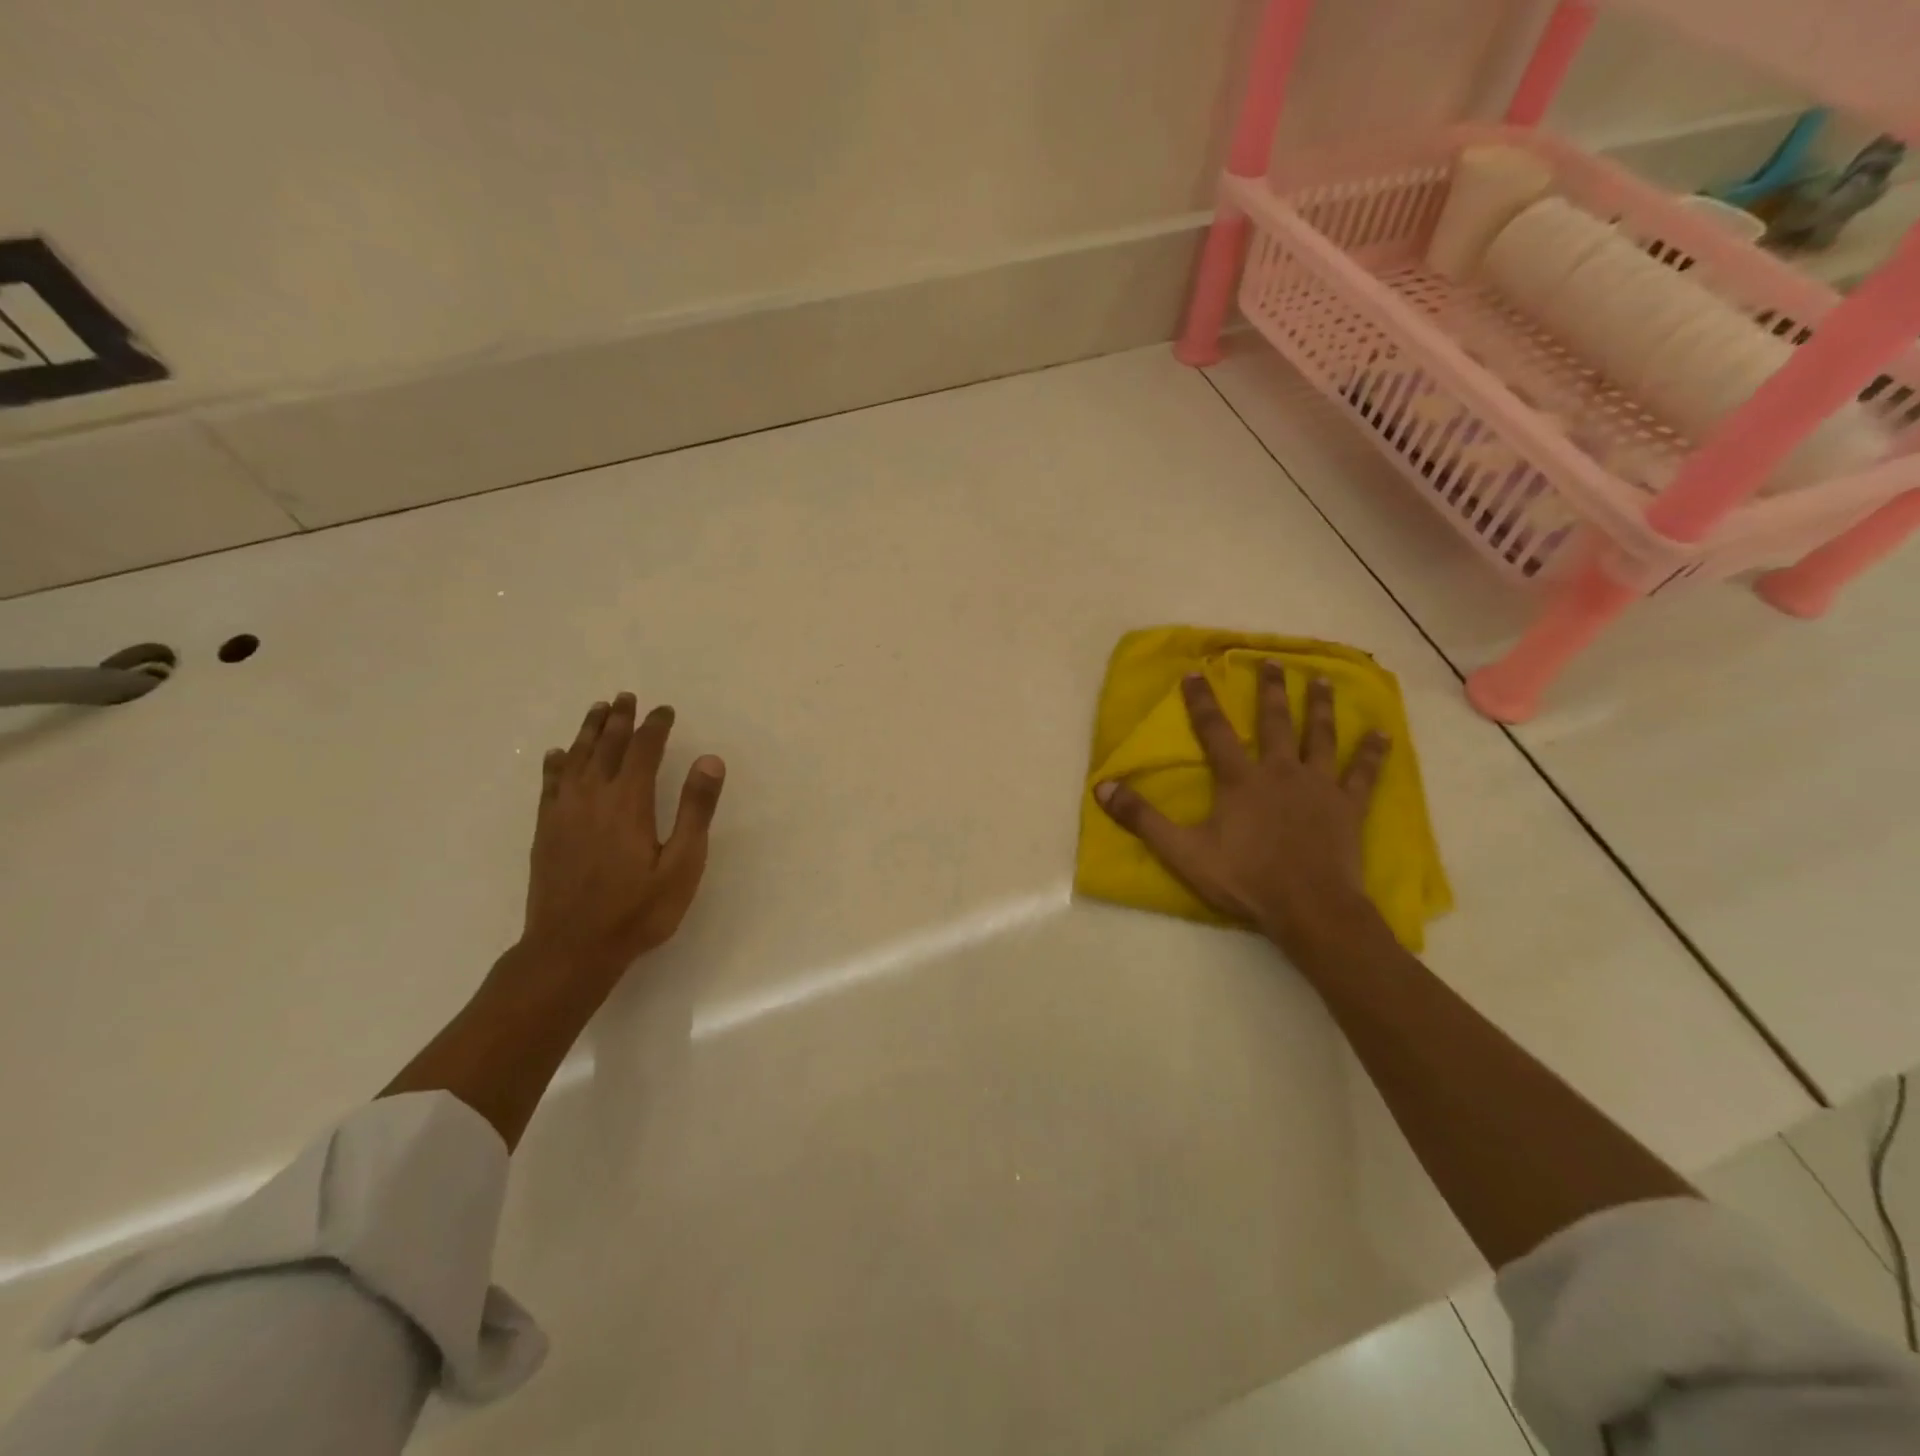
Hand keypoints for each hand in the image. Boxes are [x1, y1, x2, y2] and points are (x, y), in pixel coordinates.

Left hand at [521, 693, 725, 981]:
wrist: (571, 949)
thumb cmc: (636, 910)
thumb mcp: (682, 864)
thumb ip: (695, 810)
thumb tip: (709, 760)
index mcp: (629, 802)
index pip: (644, 750)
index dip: (655, 726)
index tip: (665, 710)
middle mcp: (593, 797)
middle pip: (607, 747)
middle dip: (620, 719)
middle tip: (627, 697)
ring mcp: (564, 813)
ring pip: (576, 758)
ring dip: (589, 731)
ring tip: (598, 710)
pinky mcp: (546, 831)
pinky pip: (550, 784)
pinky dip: (557, 764)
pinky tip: (558, 755)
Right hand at [1095, 664, 1387, 957]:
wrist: (1309, 908)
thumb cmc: (1245, 878)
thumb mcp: (1182, 850)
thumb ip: (1142, 817)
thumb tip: (1102, 786)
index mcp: (1240, 779)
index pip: (1214, 731)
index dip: (1201, 701)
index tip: (1196, 672)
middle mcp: (1280, 771)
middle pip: (1275, 722)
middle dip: (1270, 690)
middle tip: (1272, 661)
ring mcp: (1318, 786)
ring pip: (1319, 736)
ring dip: (1319, 707)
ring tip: (1321, 680)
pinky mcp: (1347, 806)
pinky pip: (1363, 773)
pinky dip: (1371, 753)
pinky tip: (1380, 734)